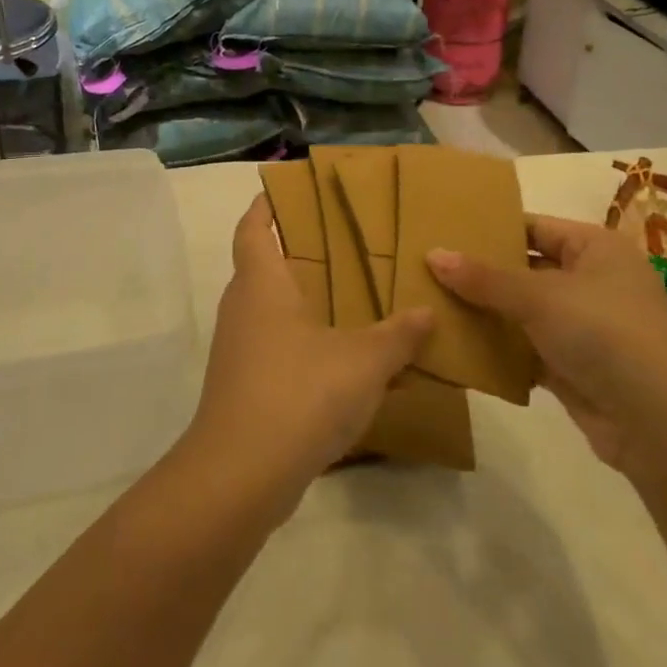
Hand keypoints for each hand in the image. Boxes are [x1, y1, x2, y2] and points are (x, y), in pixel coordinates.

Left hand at [181, 196, 432, 518]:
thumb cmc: (299, 393)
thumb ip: (398, 335)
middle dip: (298, 255)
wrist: (242, 474)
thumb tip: (427, 312)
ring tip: (353, 300)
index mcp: (261, 285)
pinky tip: (345, 363)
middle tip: (343, 245)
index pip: (253, 228)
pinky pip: (278, 351)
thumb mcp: (363, 361)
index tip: (287, 191)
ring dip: (305, 304)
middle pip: (262, 267)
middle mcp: (243, 310)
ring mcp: (240, 351)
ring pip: (272, 312)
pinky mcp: (244, 387)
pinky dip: (307, 346)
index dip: (266, 207)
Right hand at [427, 216, 666, 473]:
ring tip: (427, 303)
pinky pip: (524, 348)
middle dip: (478, 273)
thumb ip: (484, 278)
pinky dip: (496, 349)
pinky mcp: (571, 366)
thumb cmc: (607, 335)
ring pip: (520, 312)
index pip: (532, 227)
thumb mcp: (541, 297)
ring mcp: (581, 326)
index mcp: (594, 248)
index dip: (489, 228)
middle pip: (523, 269)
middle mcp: (590, 281)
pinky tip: (454, 346)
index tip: (440, 230)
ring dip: (483, 313)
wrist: (663, 425)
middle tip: (423, 268)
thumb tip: (432, 254)